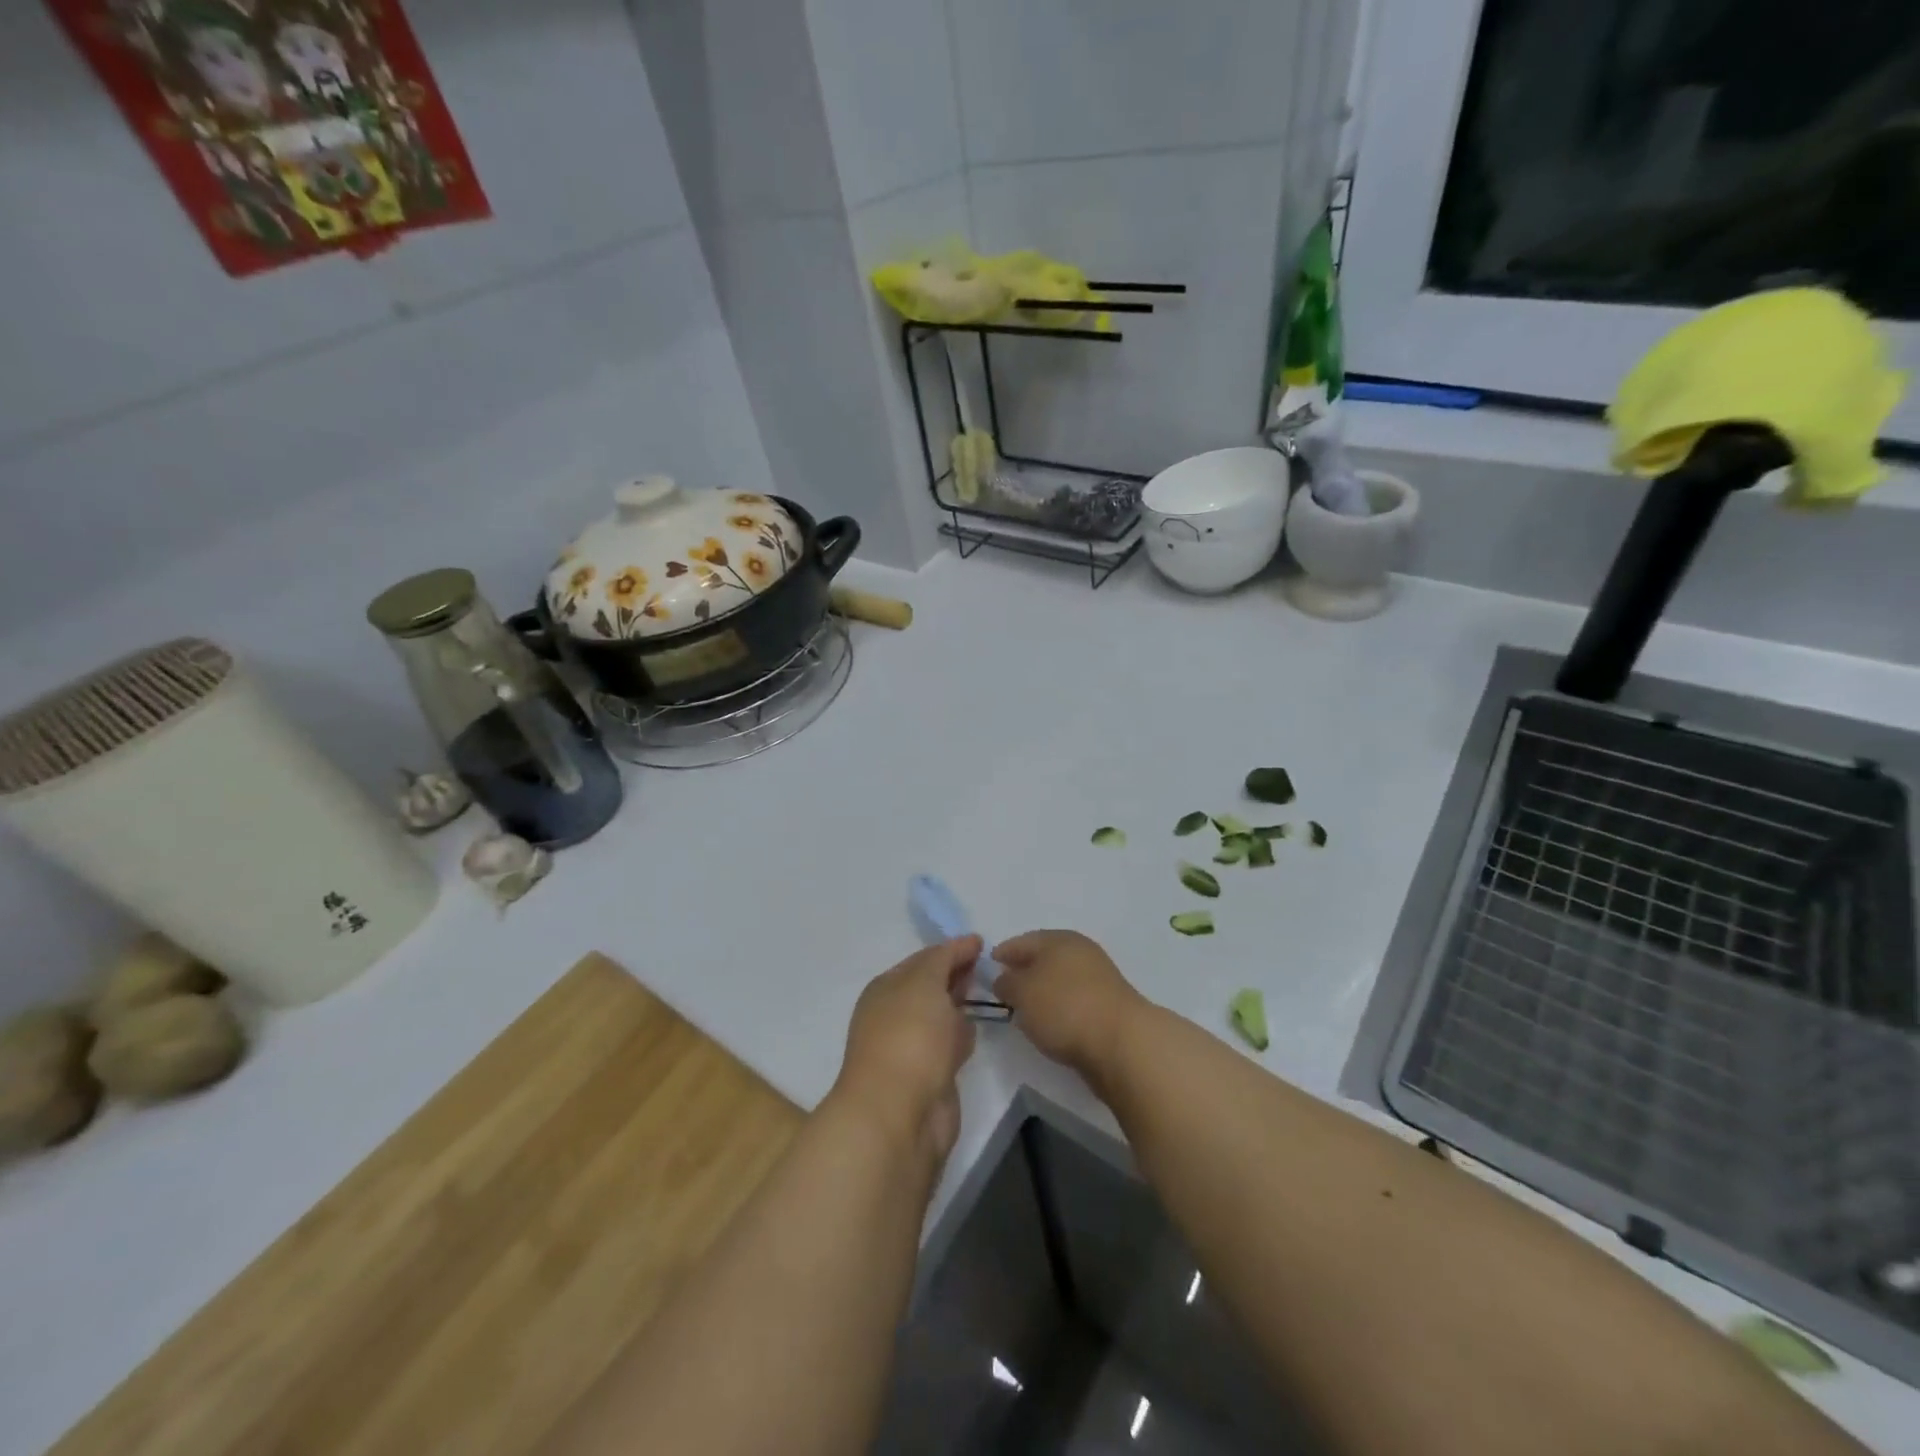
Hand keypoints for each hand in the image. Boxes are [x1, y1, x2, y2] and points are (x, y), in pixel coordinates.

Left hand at [833, 936, 981, 1163]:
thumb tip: (965, 943)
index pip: (922, 960)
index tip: (981, 943)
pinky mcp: (930, 1077)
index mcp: (886, 988)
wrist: (899, 1114)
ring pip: (941, 1017)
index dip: (950, 949)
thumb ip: (944, 958)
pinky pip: (950, 1046)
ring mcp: (912, 1048)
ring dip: (959, 1006)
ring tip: (988, 993)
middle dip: (954, 975)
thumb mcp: (925, 982)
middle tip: (987, 965)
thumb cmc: (909, 1036)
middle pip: (931, 987)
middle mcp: (895, 1015)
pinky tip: (977, 1030)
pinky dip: (962, 1036)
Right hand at [992, 930, 1143, 1085]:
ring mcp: (1098, 978)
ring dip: (1042, 990)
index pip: (1022, 941)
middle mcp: (1080, 951)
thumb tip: (1004, 979)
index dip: (1003, 952)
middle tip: (1003, 989)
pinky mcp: (1108, 1005)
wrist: (1121, 1042)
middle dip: (1023, 971)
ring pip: (1060, 979)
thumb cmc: (1064, 1007)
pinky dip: (1059, 1007)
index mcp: (1058, 939)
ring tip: (1024, 1010)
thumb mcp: (1023, 993)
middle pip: (1044, 958)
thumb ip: (1007, 983)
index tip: (987, 966)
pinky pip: (1073, 999)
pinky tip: (1050, 1023)